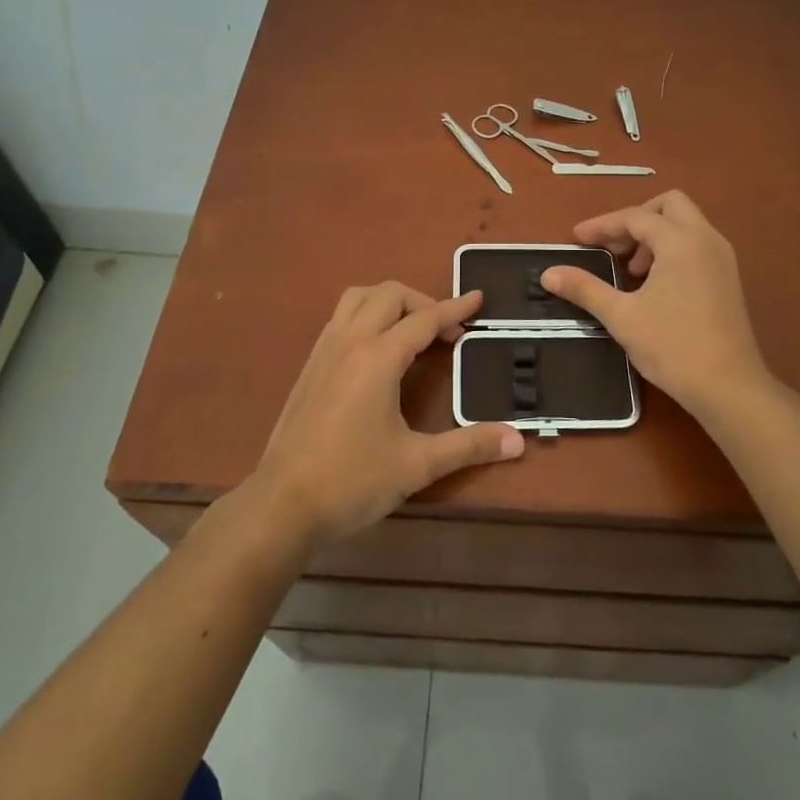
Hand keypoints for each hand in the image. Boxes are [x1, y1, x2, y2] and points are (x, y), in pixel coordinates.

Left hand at [245, 282, 524, 549]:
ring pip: (357, 298)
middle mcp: (349, 342)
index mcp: (377, 358)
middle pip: (388, 295)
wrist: (282, 504)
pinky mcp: (309, 366)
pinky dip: (366, 315)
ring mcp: (324, 351)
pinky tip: (377, 350)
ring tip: (411, 329)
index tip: (478, 299)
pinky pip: (340, 318)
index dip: (454, 308)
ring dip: (389, 301)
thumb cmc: (352, 481)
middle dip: (423, 301)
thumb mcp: (417, 464)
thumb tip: (517, 439)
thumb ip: (468, 446)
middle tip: (446, 331)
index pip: (423, 319)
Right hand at [541, 191, 774, 420]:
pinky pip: (697, 245)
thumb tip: (548, 274)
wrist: (729, 388)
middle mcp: (706, 239)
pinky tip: (655, 284)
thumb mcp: (621, 316)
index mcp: (681, 241)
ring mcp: (722, 258)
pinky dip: (672, 250)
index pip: (635, 217)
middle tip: (613, 247)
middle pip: (669, 205)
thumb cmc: (673, 346)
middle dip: (636, 219)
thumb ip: (585, 289)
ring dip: (654, 235)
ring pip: (686, 224)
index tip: (577, 239)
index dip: (603, 225)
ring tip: (631, 270)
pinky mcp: (728, 278)